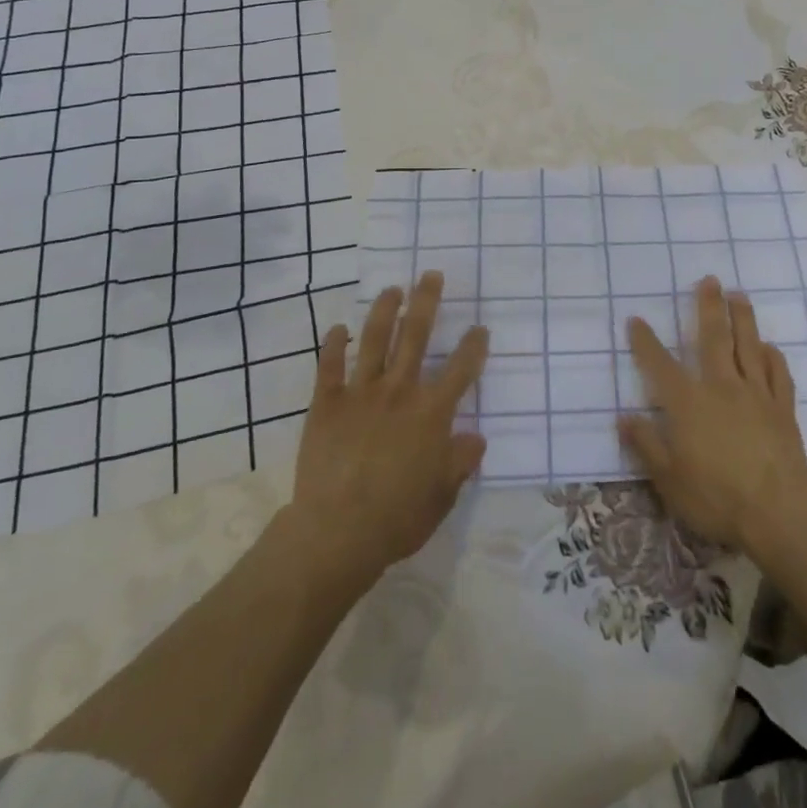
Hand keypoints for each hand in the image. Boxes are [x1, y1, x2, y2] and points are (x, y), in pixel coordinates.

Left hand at [281, 272, 488, 590]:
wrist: (337, 532)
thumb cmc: (397, 517)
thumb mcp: (442, 495)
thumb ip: (460, 461)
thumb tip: (476, 437)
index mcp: (432, 413)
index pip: (461, 370)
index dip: (473, 346)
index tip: (479, 328)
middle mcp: (400, 391)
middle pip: (416, 336)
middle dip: (426, 302)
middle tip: (431, 275)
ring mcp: (361, 393)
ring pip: (375, 340)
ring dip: (384, 310)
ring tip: (392, 289)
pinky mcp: (327, 403)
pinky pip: (330, 366)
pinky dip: (334, 344)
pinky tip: (338, 328)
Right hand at [618, 276, 806, 554]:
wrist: (778, 513)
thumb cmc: (716, 497)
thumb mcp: (668, 479)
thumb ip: (646, 444)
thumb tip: (623, 417)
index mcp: (689, 403)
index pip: (660, 365)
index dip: (646, 341)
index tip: (636, 319)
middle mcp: (721, 387)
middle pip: (714, 338)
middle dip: (708, 306)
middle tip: (709, 279)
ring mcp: (756, 395)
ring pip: (749, 347)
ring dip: (743, 318)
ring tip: (739, 295)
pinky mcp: (783, 409)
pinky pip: (779, 375)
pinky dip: (774, 357)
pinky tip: (770, 346)